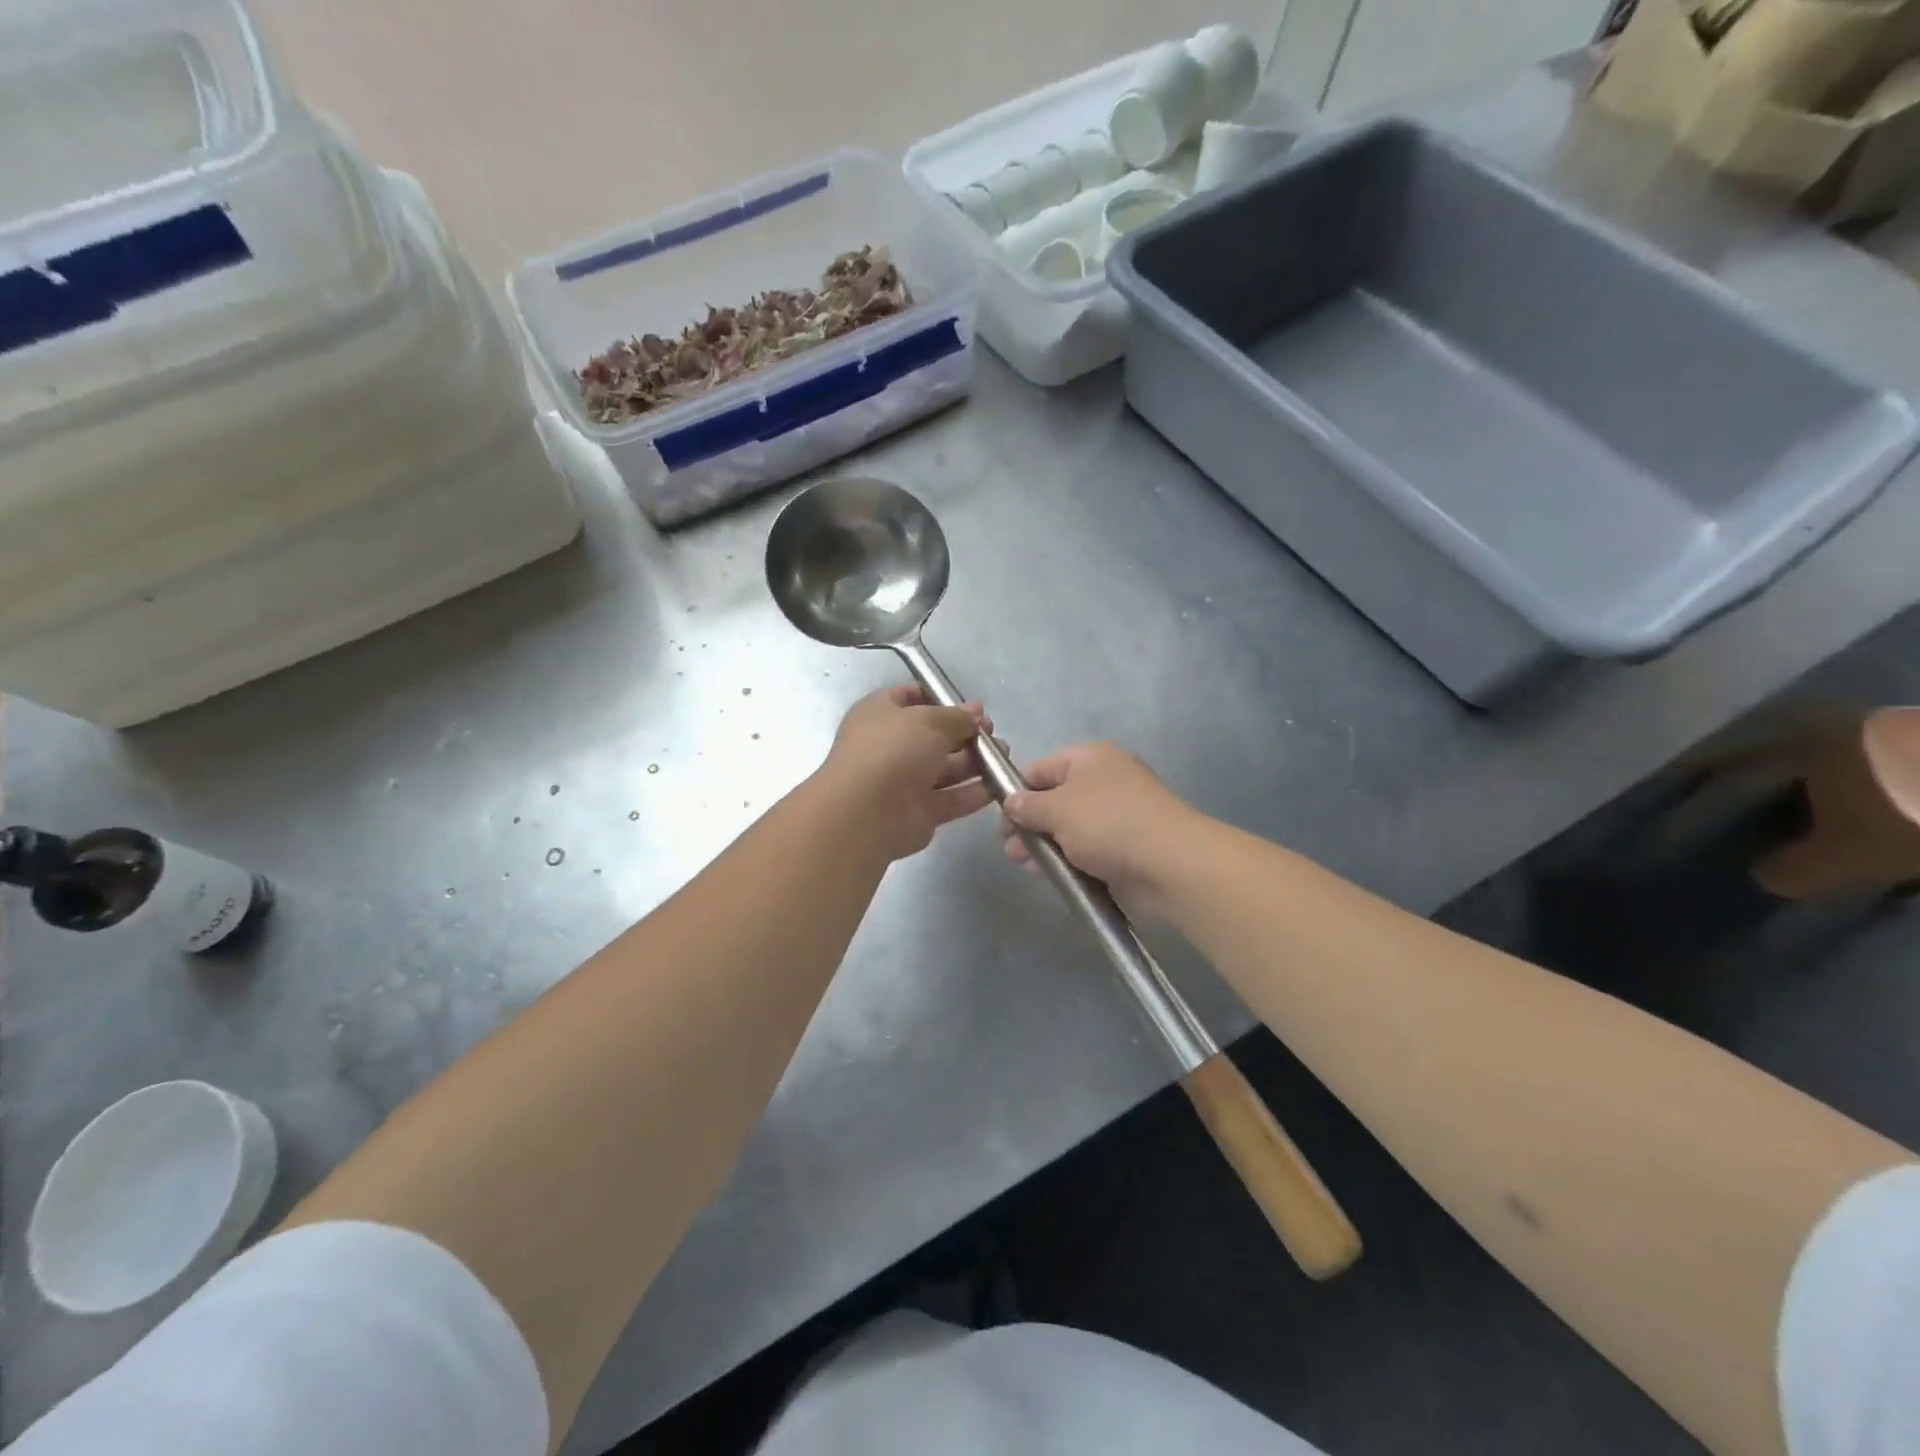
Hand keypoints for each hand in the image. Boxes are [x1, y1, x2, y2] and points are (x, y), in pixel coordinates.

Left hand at [818, 684, 995, 860]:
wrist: (866, 813)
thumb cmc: (892, 751)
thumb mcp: (928, 720)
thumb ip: (956, 717)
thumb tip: (976, 712)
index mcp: (880, 714)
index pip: (910, 696)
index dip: (941, 697)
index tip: (972, 706)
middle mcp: (890, 746)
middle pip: (934, 735)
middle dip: (965, 732)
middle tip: (993, 733)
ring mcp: (904, 781)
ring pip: (945, 768)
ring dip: (975, 762)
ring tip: (1004, 756)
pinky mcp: (918, 812)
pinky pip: (951, 799)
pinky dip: (973, 793)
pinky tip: (998, 785)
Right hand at [1000, 742, 1202, 920]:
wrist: (1170, 864)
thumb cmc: (1108, 823)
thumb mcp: (1058, 809)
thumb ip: (1027, 805)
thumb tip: (1011, 801)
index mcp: (1089, 758)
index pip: (1040, 768)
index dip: (1016, 791)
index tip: (1000, 819)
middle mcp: (1103, 781)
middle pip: (1053, 799)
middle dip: (1028, 824)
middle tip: (1010, 849)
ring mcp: (1116, 815)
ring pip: (1068, 828)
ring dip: (1044, 845)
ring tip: (1026, 866)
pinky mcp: (1124, 847)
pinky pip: (1086, 849)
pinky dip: (1067, 860)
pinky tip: (1050, 875)